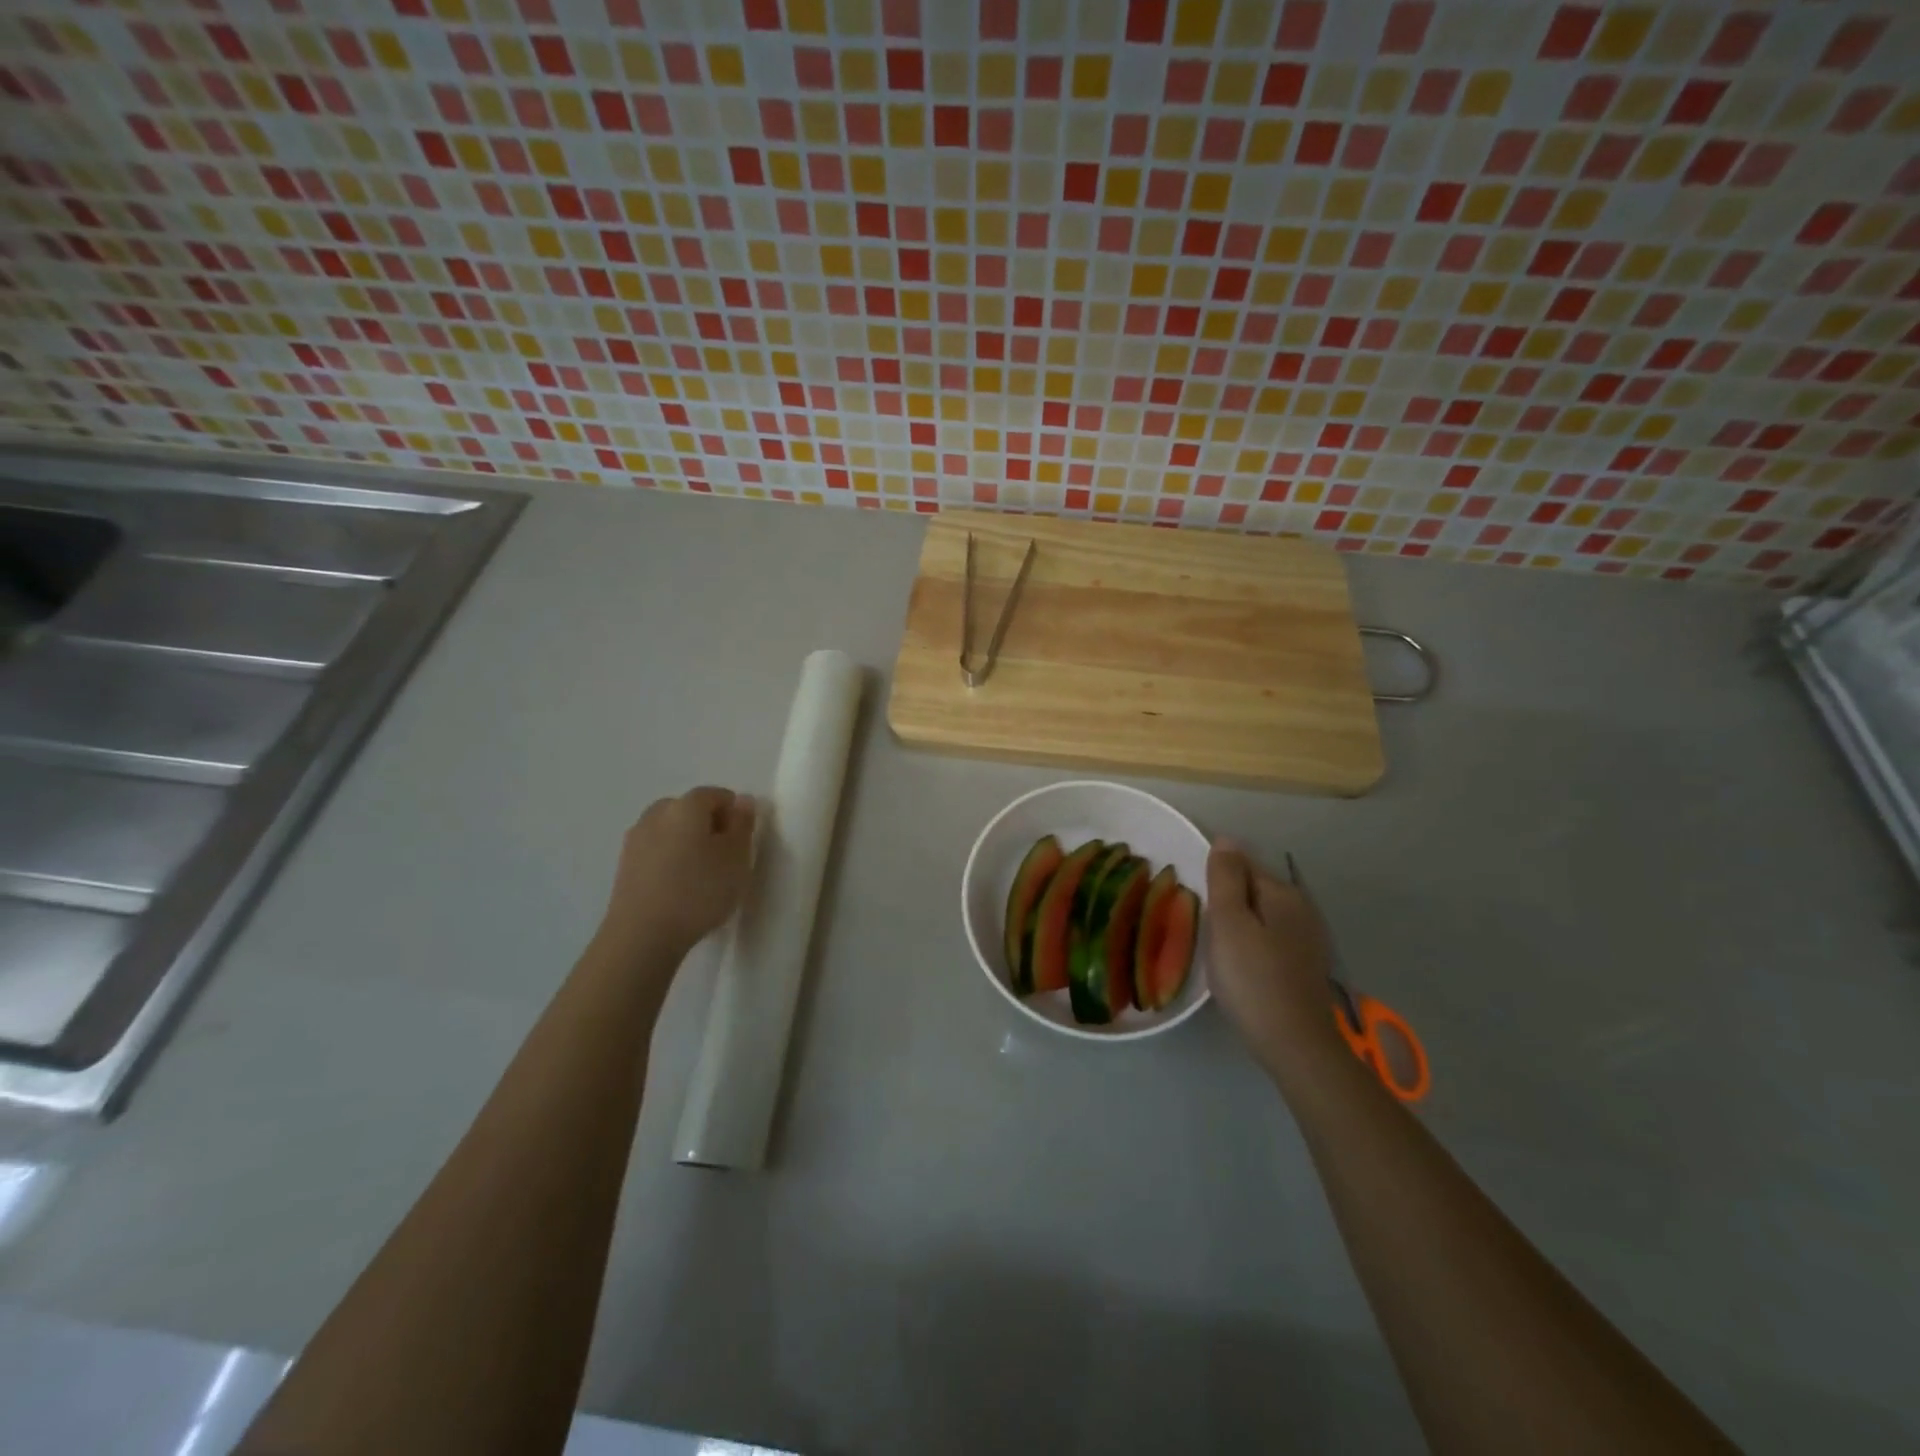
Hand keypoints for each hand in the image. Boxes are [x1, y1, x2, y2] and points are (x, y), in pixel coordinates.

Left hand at [597, 787, 757, 965]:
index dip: (734, 814)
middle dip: (709, 826)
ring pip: (671, 831)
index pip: (717, 795)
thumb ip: (743, 824)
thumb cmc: (699, 891)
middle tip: (724, 858)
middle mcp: (657, 813)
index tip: (742, 843)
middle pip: (690, 810)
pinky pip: (656, 852)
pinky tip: (679, 888)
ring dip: (687, 844)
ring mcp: (635, 839)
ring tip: (702, 876)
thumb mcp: (737, 857)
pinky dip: (670, 861)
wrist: (642, 935)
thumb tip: (743, 801)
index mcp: (686, 805)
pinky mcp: (624, 866)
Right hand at [1206, 840, 1344, 1077]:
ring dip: (1238, 923)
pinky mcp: (1305, 966)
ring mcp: (1307, 939)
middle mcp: (1301, 909)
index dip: (1215, 877)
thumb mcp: (1229, 922)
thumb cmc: (1252, 978)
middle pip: (1254, 889)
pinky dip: (1251, 943)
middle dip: (1227, 899)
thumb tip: (1226, 839)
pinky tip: (1239, 965)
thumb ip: (1225, 878)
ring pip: (1261, 916)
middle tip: (1200, 924)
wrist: (1294, 1044)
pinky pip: (1270, 939)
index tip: (1194, 899)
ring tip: (1214, 946)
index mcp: (1283, 893)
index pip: (1242, 864)